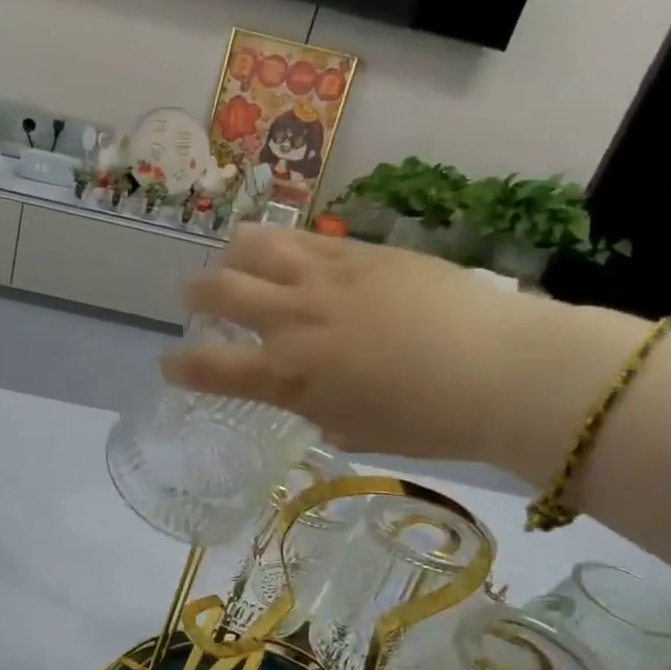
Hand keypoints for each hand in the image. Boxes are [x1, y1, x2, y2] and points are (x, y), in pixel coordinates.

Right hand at [168, 227, 534, 458]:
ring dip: (234, 254)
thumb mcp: (356, 431)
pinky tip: (292, 252)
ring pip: (254, 245)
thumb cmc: (427, 421)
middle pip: (218, 290)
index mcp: (289, 376)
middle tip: (196, 299)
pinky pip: (304, 237)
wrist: (501, 370)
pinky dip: (284, 245)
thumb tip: (311, 397)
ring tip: (238, 261)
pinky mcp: (360, 251)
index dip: (181, 368)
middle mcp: (293, 319)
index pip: (211, 368)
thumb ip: (318, 410)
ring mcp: (325, 277)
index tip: (169, 366)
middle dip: (196, 294)